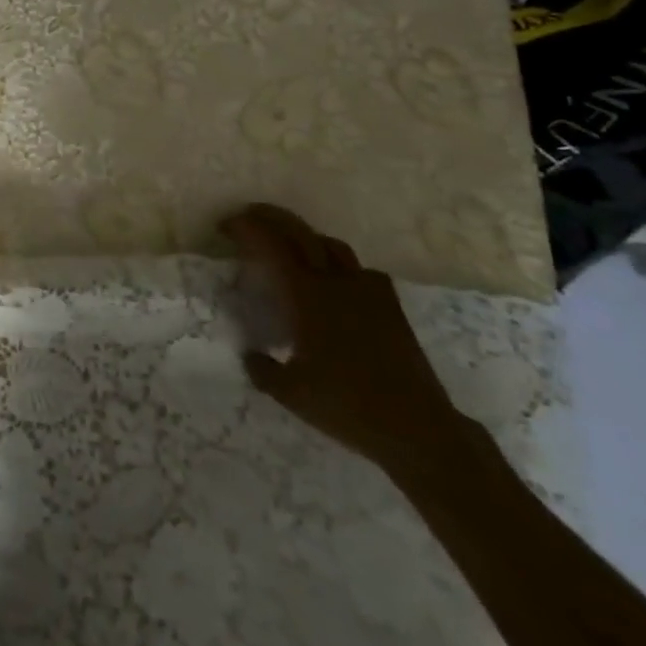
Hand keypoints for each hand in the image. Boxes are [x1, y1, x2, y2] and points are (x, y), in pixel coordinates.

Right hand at [222, 204, 466, 474]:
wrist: (418, 428)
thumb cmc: (349, 407)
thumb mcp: (293, 394)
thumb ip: (264, 370)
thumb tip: (250, 355)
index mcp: (307, 295)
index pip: (272, 245)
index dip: (247, 228)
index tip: (226, 226)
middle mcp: (335, 282)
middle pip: (301, 232)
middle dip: (272, 217)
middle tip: (250, 216)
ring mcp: (367, 290)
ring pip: (332, 245)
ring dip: (306, 237)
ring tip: (292, 246)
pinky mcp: (391, 305)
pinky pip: (361, 270)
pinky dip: (341, 266)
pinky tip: (339, 282)